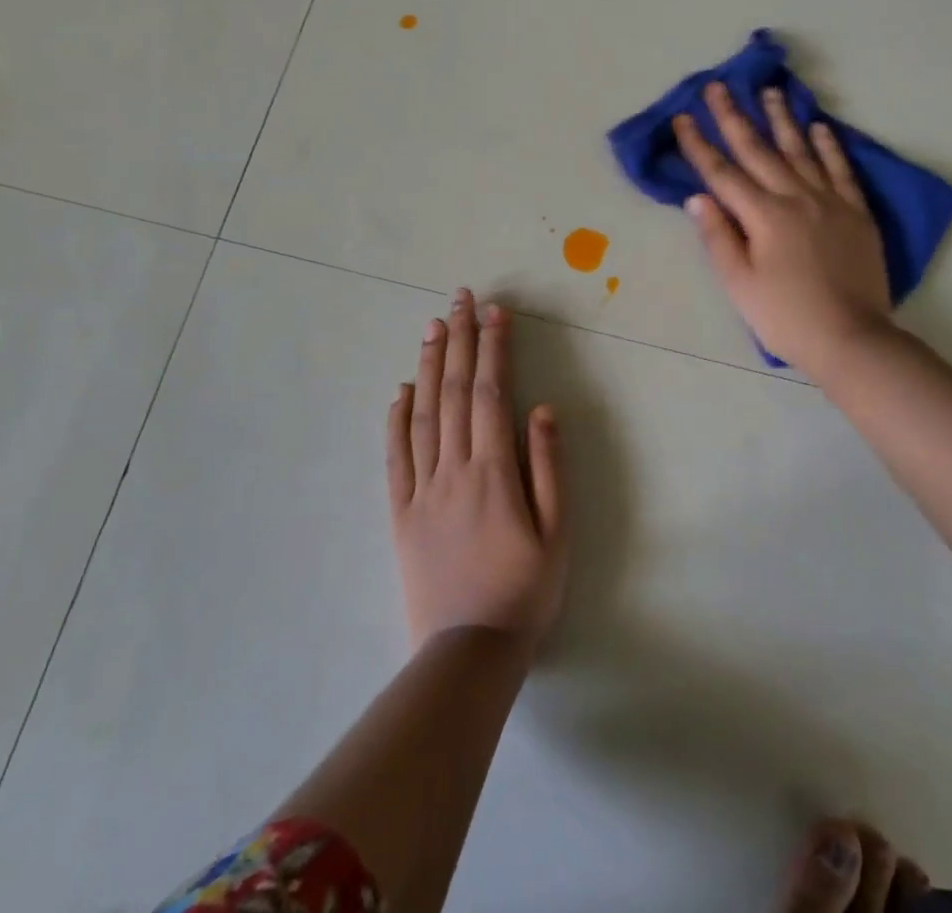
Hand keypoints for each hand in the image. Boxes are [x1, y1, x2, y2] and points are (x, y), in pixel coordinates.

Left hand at [386, 289, 567, 657]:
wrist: (467, 654)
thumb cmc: (525, 592)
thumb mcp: (557, 533)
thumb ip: (549, 467)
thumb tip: (543, 409)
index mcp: (494, 471)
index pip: (491, 393)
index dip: (493, 348)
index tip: (496, 312)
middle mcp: (453, 469)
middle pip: (454, 392)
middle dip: (459, 339)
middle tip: (461, 298)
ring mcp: (421, 489)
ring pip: (422, 414)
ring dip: (427, 366)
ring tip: (432, 327)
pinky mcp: (399, 513)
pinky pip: (394, 457)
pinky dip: (395, 418)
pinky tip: (399, 391)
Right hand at [674, 82, 893, 376]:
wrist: (851, 338)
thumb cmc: (786, 316)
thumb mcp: (740, 284)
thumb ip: (718, 237)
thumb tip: (698, 197)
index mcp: (763, 216)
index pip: (722, 173)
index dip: (699, 145)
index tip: (682, 118)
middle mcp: (795, 198)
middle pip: (759, 151)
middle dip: (734, 117)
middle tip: (719, 86)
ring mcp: (830, 201)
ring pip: (800, 151)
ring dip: (781, 120)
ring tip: (768, 92)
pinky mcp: (856, 212)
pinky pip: (841, 170)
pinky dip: (828, 146)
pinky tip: (819, 127)